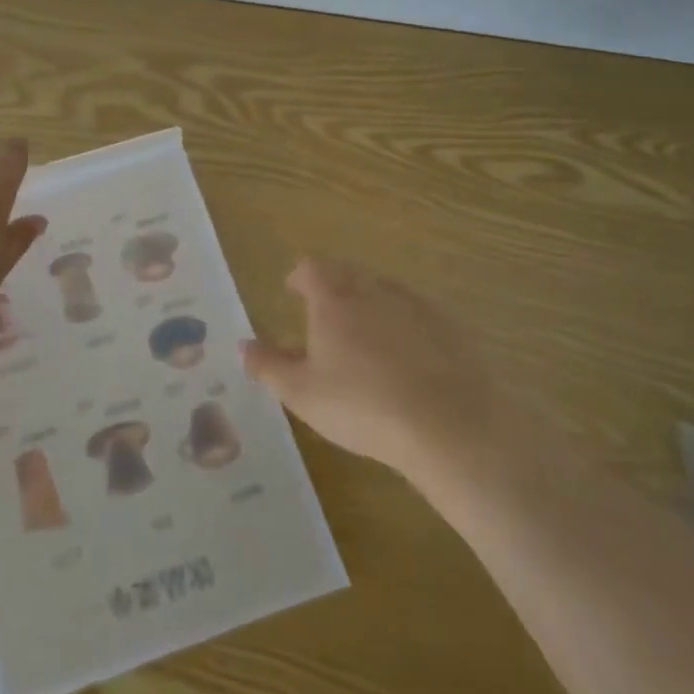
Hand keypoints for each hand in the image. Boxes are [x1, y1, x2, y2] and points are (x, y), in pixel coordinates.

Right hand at [241, 258, 495, 477]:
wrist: (449, 426)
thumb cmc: (361, 406)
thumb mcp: (301, 393)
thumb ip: (267, 366)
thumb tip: (243, 344)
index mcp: (333, 299)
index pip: (310, 268)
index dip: (299, 278)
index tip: (292, 292)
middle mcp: (373, 289)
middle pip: (348, 273)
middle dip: (333, 289)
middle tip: (324, 319)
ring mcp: (416, 304)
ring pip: (384, 292)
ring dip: (369, 306)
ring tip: (364, 341)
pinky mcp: (450, 326)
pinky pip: (417, 314)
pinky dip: (405, 326)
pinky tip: (407, 360)